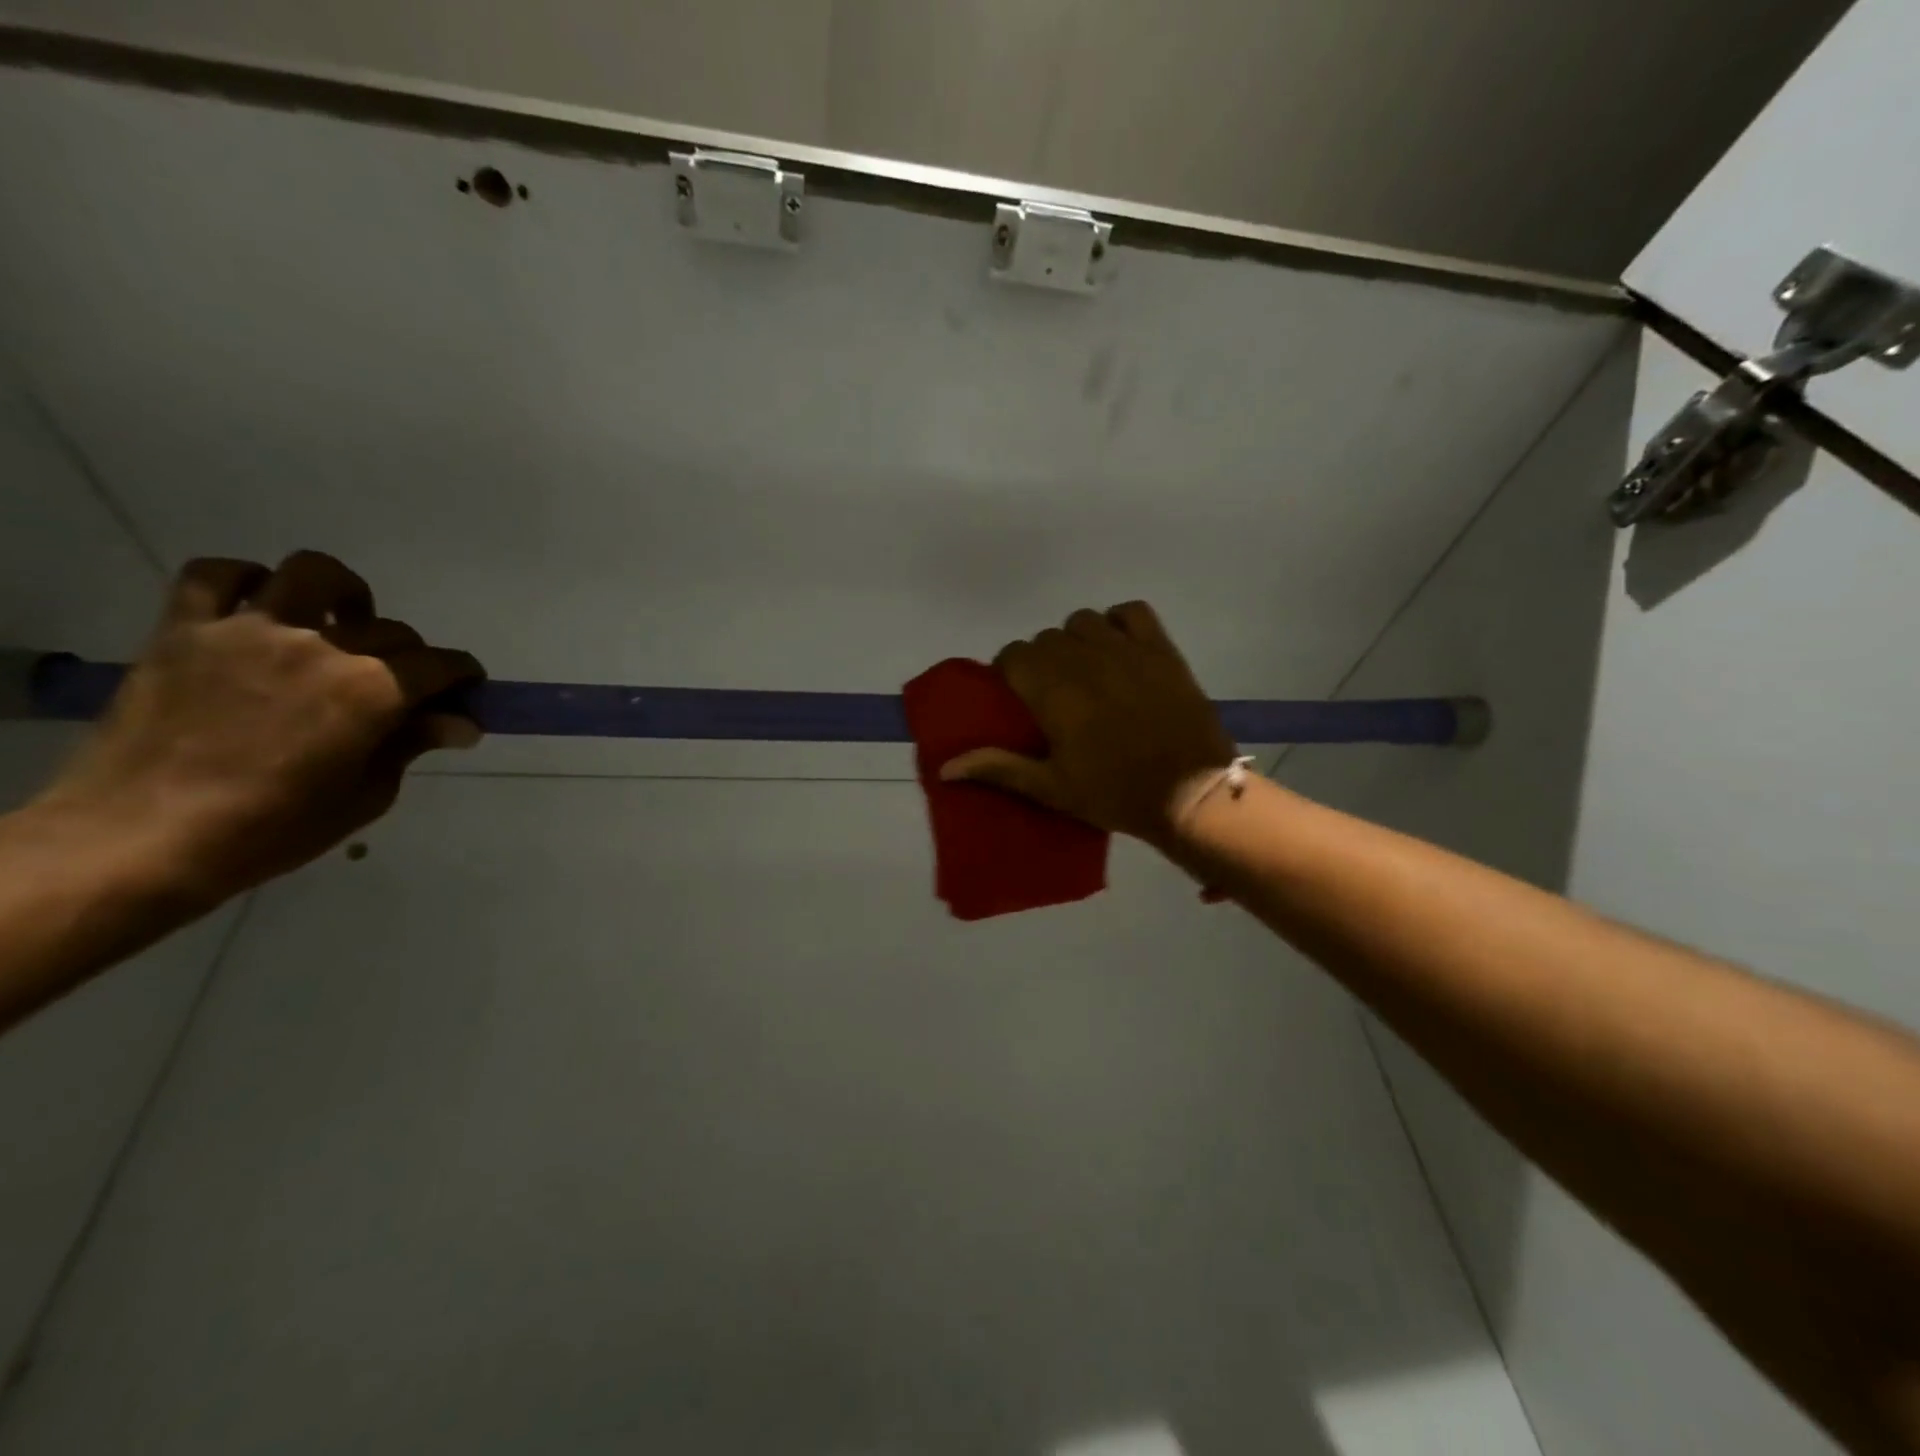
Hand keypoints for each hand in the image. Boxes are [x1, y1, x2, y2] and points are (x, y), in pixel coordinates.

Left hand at [32, 552, 483, 907]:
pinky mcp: (184, 630)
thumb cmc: (270, 829)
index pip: (442, 665)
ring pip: (310, 574)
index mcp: (371, 691)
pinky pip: (214, 575)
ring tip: (339, 624)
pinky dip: (245, 582)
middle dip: (412, 656)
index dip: (464, 678)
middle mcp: (319, 647)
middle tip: (402, 686)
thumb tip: (459, 723)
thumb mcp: (365, 796)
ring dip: (340, 595)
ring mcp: (247, 631)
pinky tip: (260, 610)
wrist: (139, 840)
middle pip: (391, 628)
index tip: (466, 694)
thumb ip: (412, 745)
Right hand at [940, 601, 1238, 846]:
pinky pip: (1132, 611)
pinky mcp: (1161, 649)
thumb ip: (998, 768)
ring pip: (1083, 621)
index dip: (1010, 672)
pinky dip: (1120, 621)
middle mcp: (1084, 659)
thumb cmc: (1115, 794)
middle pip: (1045, 638)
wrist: (1191, 793)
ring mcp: (1126, 650)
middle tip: (1052, 693)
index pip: (1014, 656)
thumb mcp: (1051, 787)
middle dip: (1041, 660)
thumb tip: (945, 767)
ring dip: (1075, 640)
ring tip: (1085, 670)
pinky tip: (1119, 646)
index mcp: (1053, 691)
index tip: (1018, 696)